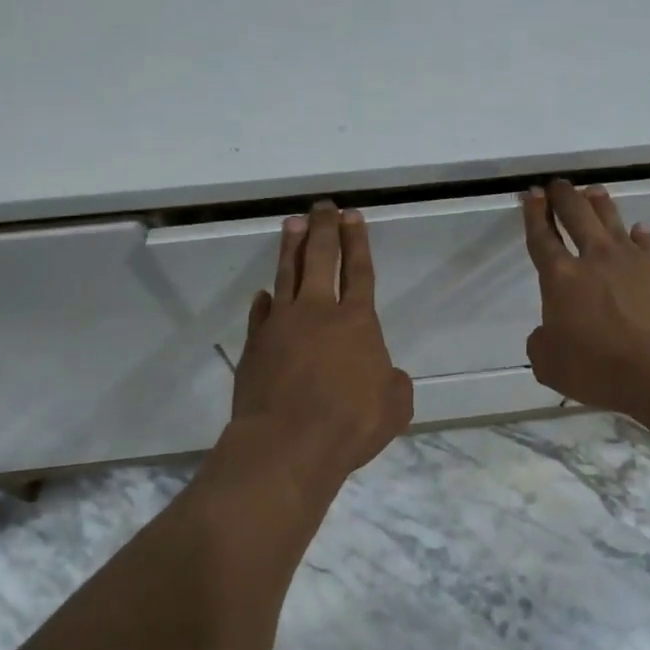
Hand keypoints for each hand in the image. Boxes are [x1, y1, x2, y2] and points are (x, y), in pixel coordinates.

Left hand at [231, 202, 413, 483]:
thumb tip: (384, 373)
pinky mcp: (255, 344)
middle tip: (322, 206)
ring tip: (292, 223)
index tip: (352, 216)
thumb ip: (393, 382)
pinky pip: (261, 313)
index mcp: (356, 322)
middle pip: (320, 258)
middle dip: (323, 228)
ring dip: (291, 247)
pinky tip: (266, 292)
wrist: (287, 444)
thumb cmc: (348, 424)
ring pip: (287, 274)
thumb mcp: (394, 407)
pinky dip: (265, 300)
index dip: (357, 241)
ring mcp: (281, 324)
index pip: (359, 271)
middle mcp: (318, 312)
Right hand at [521, 180, 649, 418]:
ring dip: (599, 203)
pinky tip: (638, 230)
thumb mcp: (550, 365)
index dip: (534, 214)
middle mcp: (593, 258)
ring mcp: (630, 260)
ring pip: (611, 220)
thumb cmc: (601, 367)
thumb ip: (541, 342)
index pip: (542, 237)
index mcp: (560, 277)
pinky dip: (639, 234)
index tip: (532, 194)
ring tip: (592, 191)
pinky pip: (646, 243)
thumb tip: (547, 332)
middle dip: (563, 196)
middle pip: (576, 215)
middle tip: (557, 184)